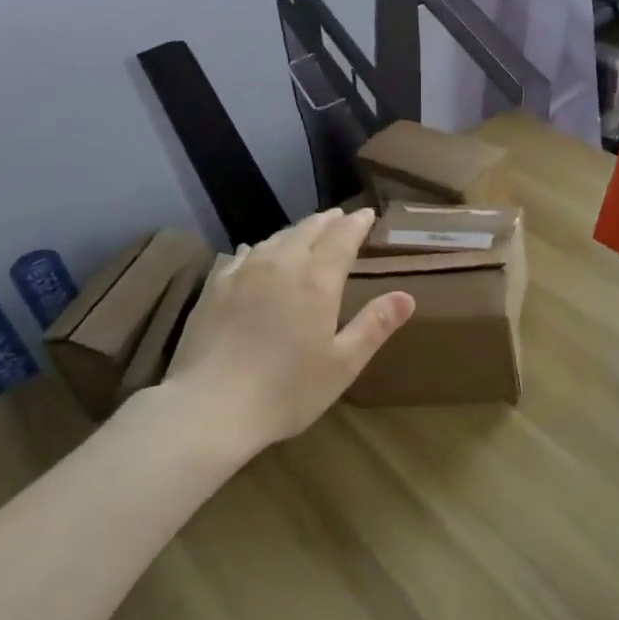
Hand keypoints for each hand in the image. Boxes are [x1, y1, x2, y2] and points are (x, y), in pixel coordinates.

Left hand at [165, 209, 415, 450]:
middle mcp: (281, 264)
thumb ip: (374, 325)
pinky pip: (242, 255)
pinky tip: (255, 251)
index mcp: (317, 280)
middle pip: (308, 231)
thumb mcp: (343, 364)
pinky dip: (259, 248)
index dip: (357, 224)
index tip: (368, 213)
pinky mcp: (215, 287)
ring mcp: (243, 273)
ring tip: (306, 231)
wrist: (211, 406)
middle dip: (327, 222)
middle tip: (339, 217)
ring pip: (275, 239)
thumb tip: (407, 296)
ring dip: (296, 231)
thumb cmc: (287, 390)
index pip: (342, 238)